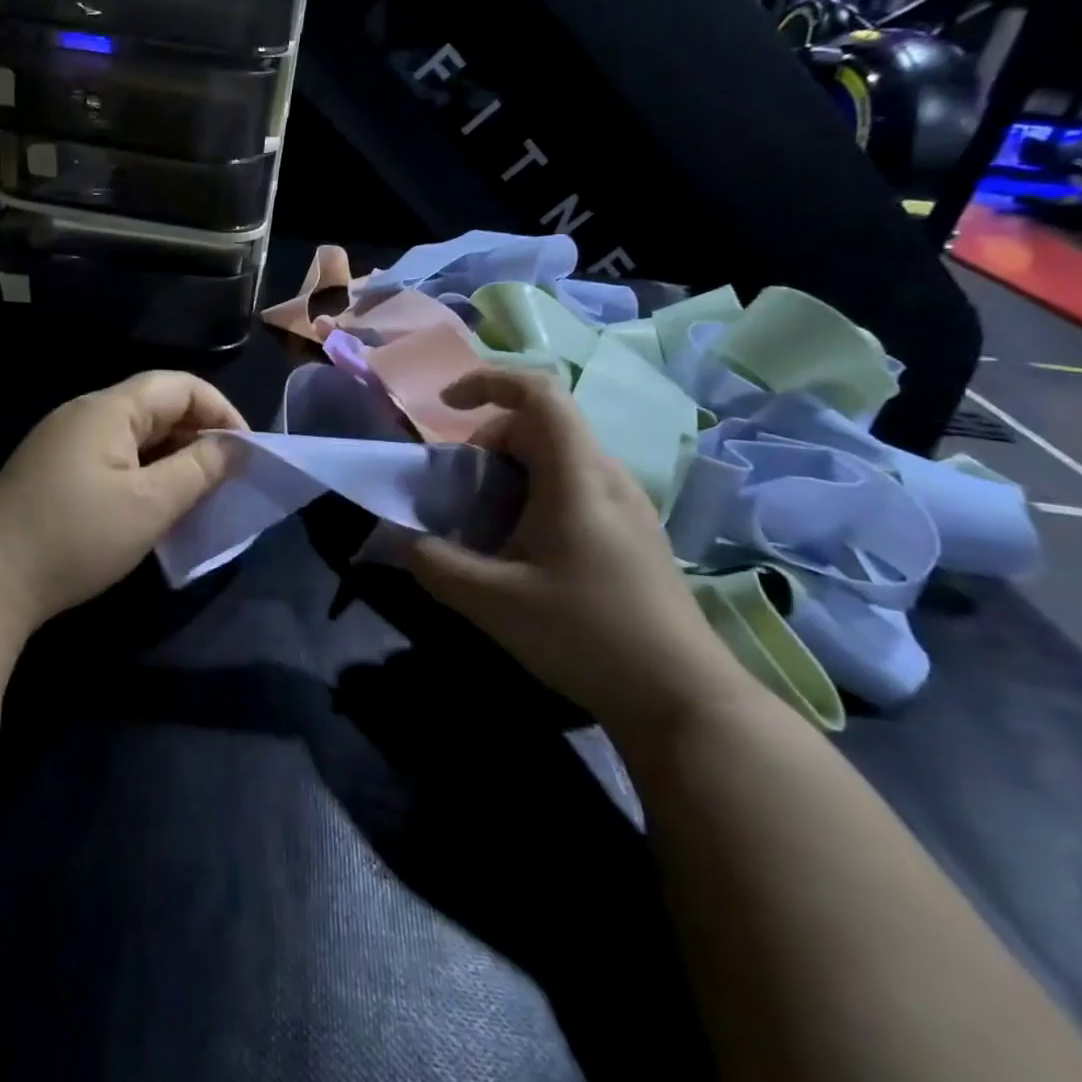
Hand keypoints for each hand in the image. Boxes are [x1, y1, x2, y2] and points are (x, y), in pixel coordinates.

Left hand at [0, 372, 248, 634]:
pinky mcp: (51, 468)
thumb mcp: (149, 505)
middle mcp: (83, 413)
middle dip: (198, 433)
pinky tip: (152, 501)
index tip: (245, 451)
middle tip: (226, 475)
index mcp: (107, 409)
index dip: (219, 411)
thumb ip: (198, 470)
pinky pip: (111, 453)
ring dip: (171, 454)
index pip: (178, 386)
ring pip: (133, 432)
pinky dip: (142, 469)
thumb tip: (233, 448)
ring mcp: (63, 440)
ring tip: (197, 490)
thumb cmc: (76, 537)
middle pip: (155, 405)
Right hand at [407, 368, 748, 732]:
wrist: (684, 699)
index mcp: (577, 476)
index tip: (446, 406)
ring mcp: (626, 505)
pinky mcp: (632, 532)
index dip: (488, 381)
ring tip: (484, 527)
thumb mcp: (493, 602)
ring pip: (555, 458)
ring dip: (507, 474)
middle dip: (486, 444)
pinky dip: (532, 496)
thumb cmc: (587, 635)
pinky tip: (522, 552)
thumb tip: (397, 539)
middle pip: (539, 425)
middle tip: (458, 494)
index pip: (539, 392)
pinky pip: (573, 487)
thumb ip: (434, 562)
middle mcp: (607, 476)